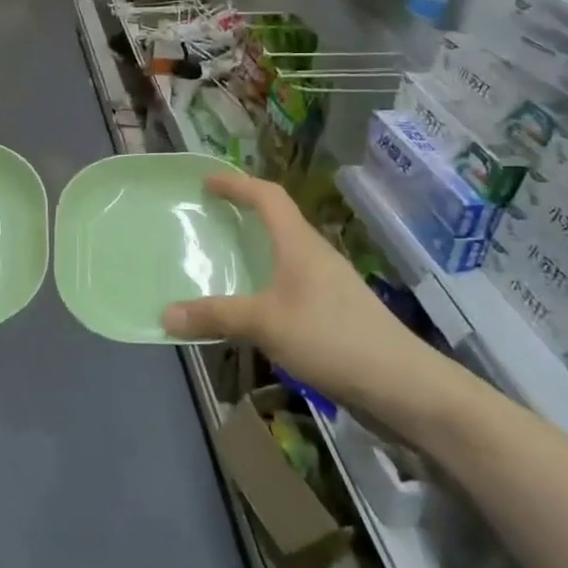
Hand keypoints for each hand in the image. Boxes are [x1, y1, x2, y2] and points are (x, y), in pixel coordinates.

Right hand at [161, 173, 459, 421]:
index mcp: (300, 244)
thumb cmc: (332, 338)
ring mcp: (328, 285)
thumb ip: (216, 316)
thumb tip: (165, 315)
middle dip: (243, 215)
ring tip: (222, 262)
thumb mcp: (265, 324)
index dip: (237, 184)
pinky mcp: (334, 313)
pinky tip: (251, 309)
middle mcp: (315, 256)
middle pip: (278, 221)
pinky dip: (265, 283)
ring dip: (254, 251)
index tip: (206, 182)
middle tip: (208, 220)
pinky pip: (289, 284)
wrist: (402, 385)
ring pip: (284, 255)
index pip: (268, 197)